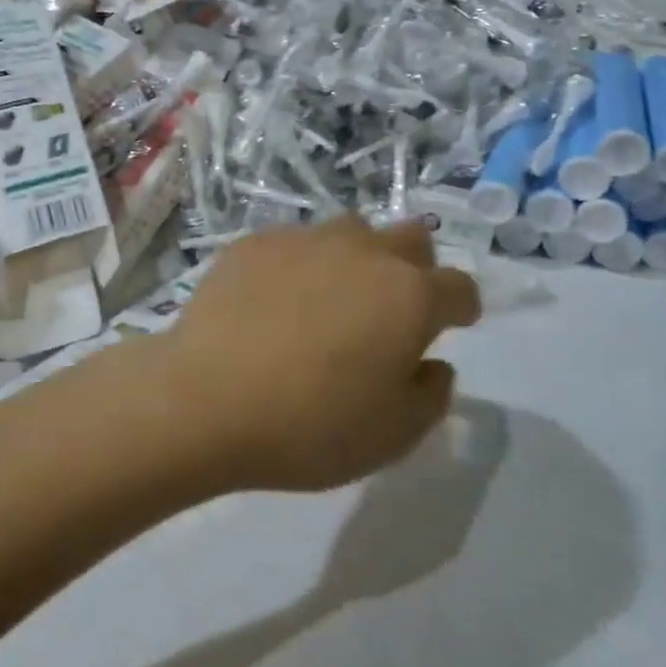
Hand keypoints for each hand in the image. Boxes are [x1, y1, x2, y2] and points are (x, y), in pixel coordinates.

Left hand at [147, 216, 480, 494]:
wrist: (204, 399)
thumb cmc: (309, 426)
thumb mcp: (392, 435)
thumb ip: (430, 395)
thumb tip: (432, 364)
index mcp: (409, 296)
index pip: (459, 287)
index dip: (462, 308)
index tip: (453, 325)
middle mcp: (363, 253)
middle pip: (411, 238)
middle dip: (415, 267)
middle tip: (392, 308)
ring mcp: (304, 240)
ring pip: (351, 231)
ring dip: (357, 258)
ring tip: (331, 299)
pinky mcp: (253, 243)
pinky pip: (293, 243)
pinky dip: (299, 265)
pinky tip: (274, 300)